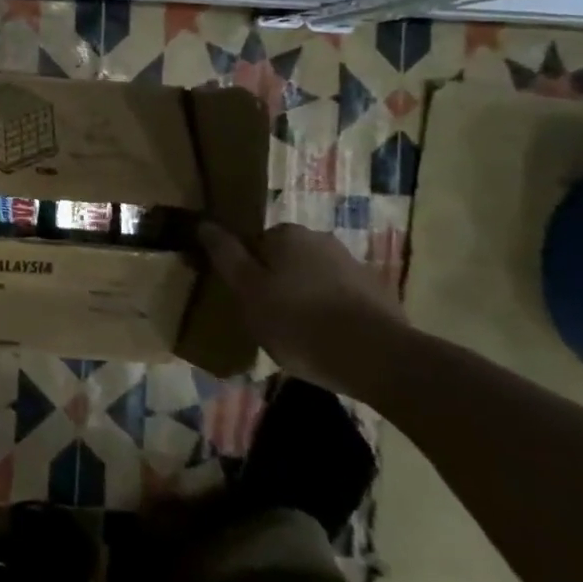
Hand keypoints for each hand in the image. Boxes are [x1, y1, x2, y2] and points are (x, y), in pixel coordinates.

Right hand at [195, 222, 410, 396]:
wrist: (378, 358)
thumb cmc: (298, 321)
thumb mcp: (247, 290)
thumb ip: (224, 255)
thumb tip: (204, 223)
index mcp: (286, 234)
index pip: (253, 243)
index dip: (244, 271)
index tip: (244, 299)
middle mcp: (320, 239)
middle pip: (284, 259)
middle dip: (275, 283)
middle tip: (268, 319)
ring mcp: (353, 265)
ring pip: (312, 278)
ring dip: (303, 298)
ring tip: (298, 335)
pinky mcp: (377, 293)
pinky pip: (339, 297)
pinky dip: (329, 312)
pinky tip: (326, 340)